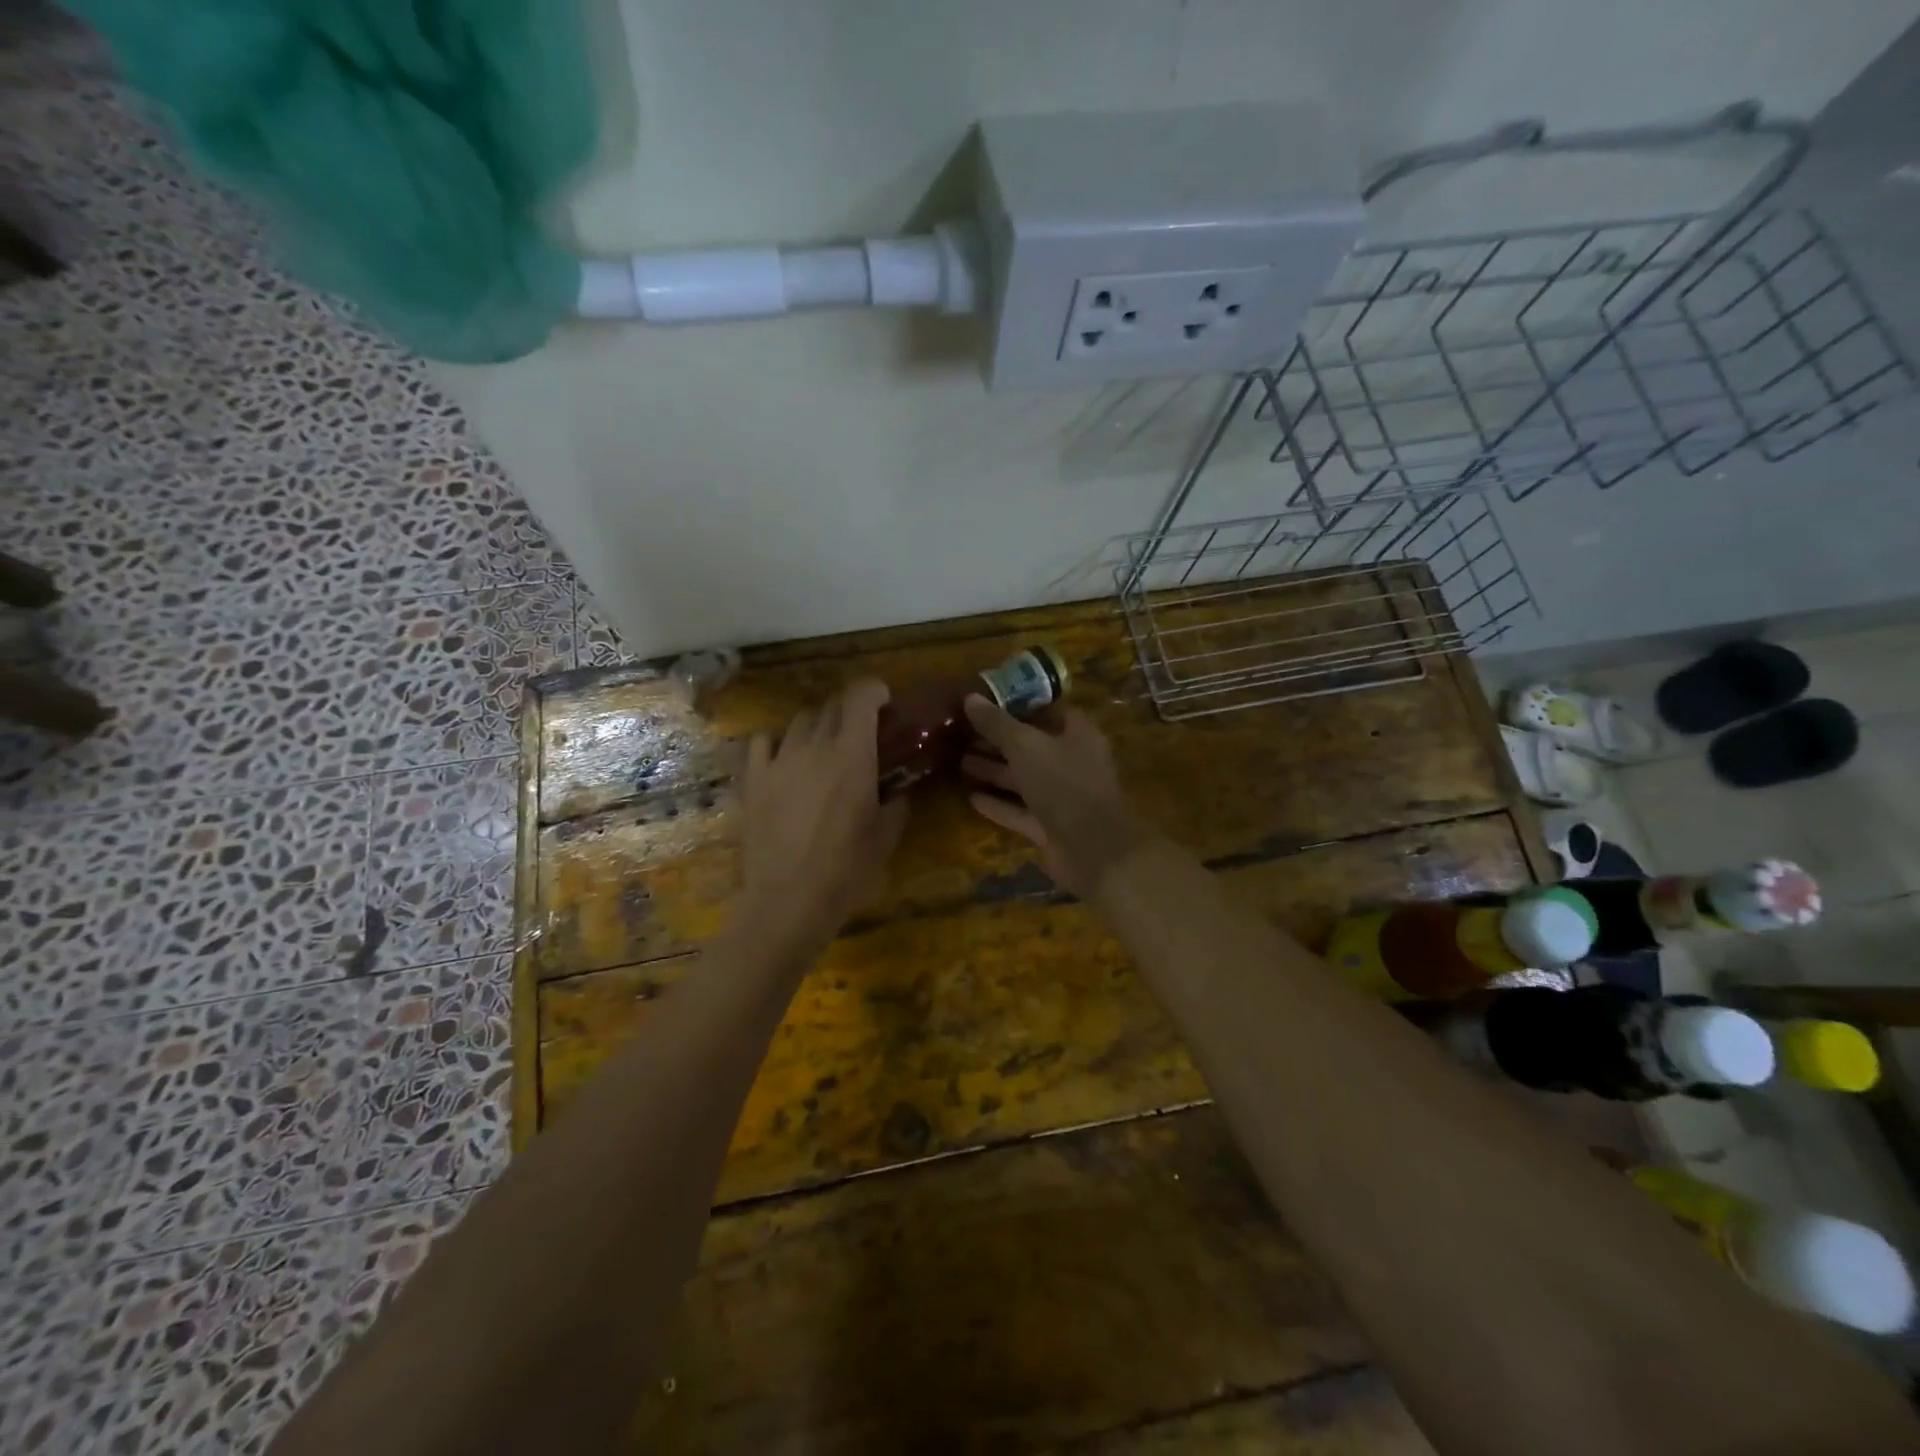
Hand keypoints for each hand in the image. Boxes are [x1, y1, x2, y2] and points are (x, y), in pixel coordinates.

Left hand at [738, 678, 907, 941]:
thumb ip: (897, 801)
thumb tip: (899, 788)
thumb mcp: (887, 835)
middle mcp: (814, 745)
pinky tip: (785, 759)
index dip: (874, 690)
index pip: (860, 696)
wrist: (788, 899)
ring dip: (817, 726)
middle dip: (850, 710)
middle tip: (861, 732)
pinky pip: (762, 742)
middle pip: (831, 705)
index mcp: (852, 753)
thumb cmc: (847, 869)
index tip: (885, 702)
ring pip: (799, 721)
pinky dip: (777, 742)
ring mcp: (778, 760)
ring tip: (824, 747)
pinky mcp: (752, 779)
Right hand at [961, 698, 1154, 899]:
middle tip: (962, 734)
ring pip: (1023, 779)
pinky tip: (971, 797)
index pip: (1048, 710)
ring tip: (959, 762)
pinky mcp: (1050, 826)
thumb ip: (997, 724)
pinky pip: (1020, 811)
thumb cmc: (1064, 784)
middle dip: (998, 741)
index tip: (985, 702)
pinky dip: (998, 804)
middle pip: (1031, 746)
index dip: (1018, 705)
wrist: (1093, 850)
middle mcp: (1072, 762)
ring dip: (994, 771)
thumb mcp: (1025, 746)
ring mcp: (1062, 797)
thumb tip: (970, 698)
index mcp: (1078, 734)